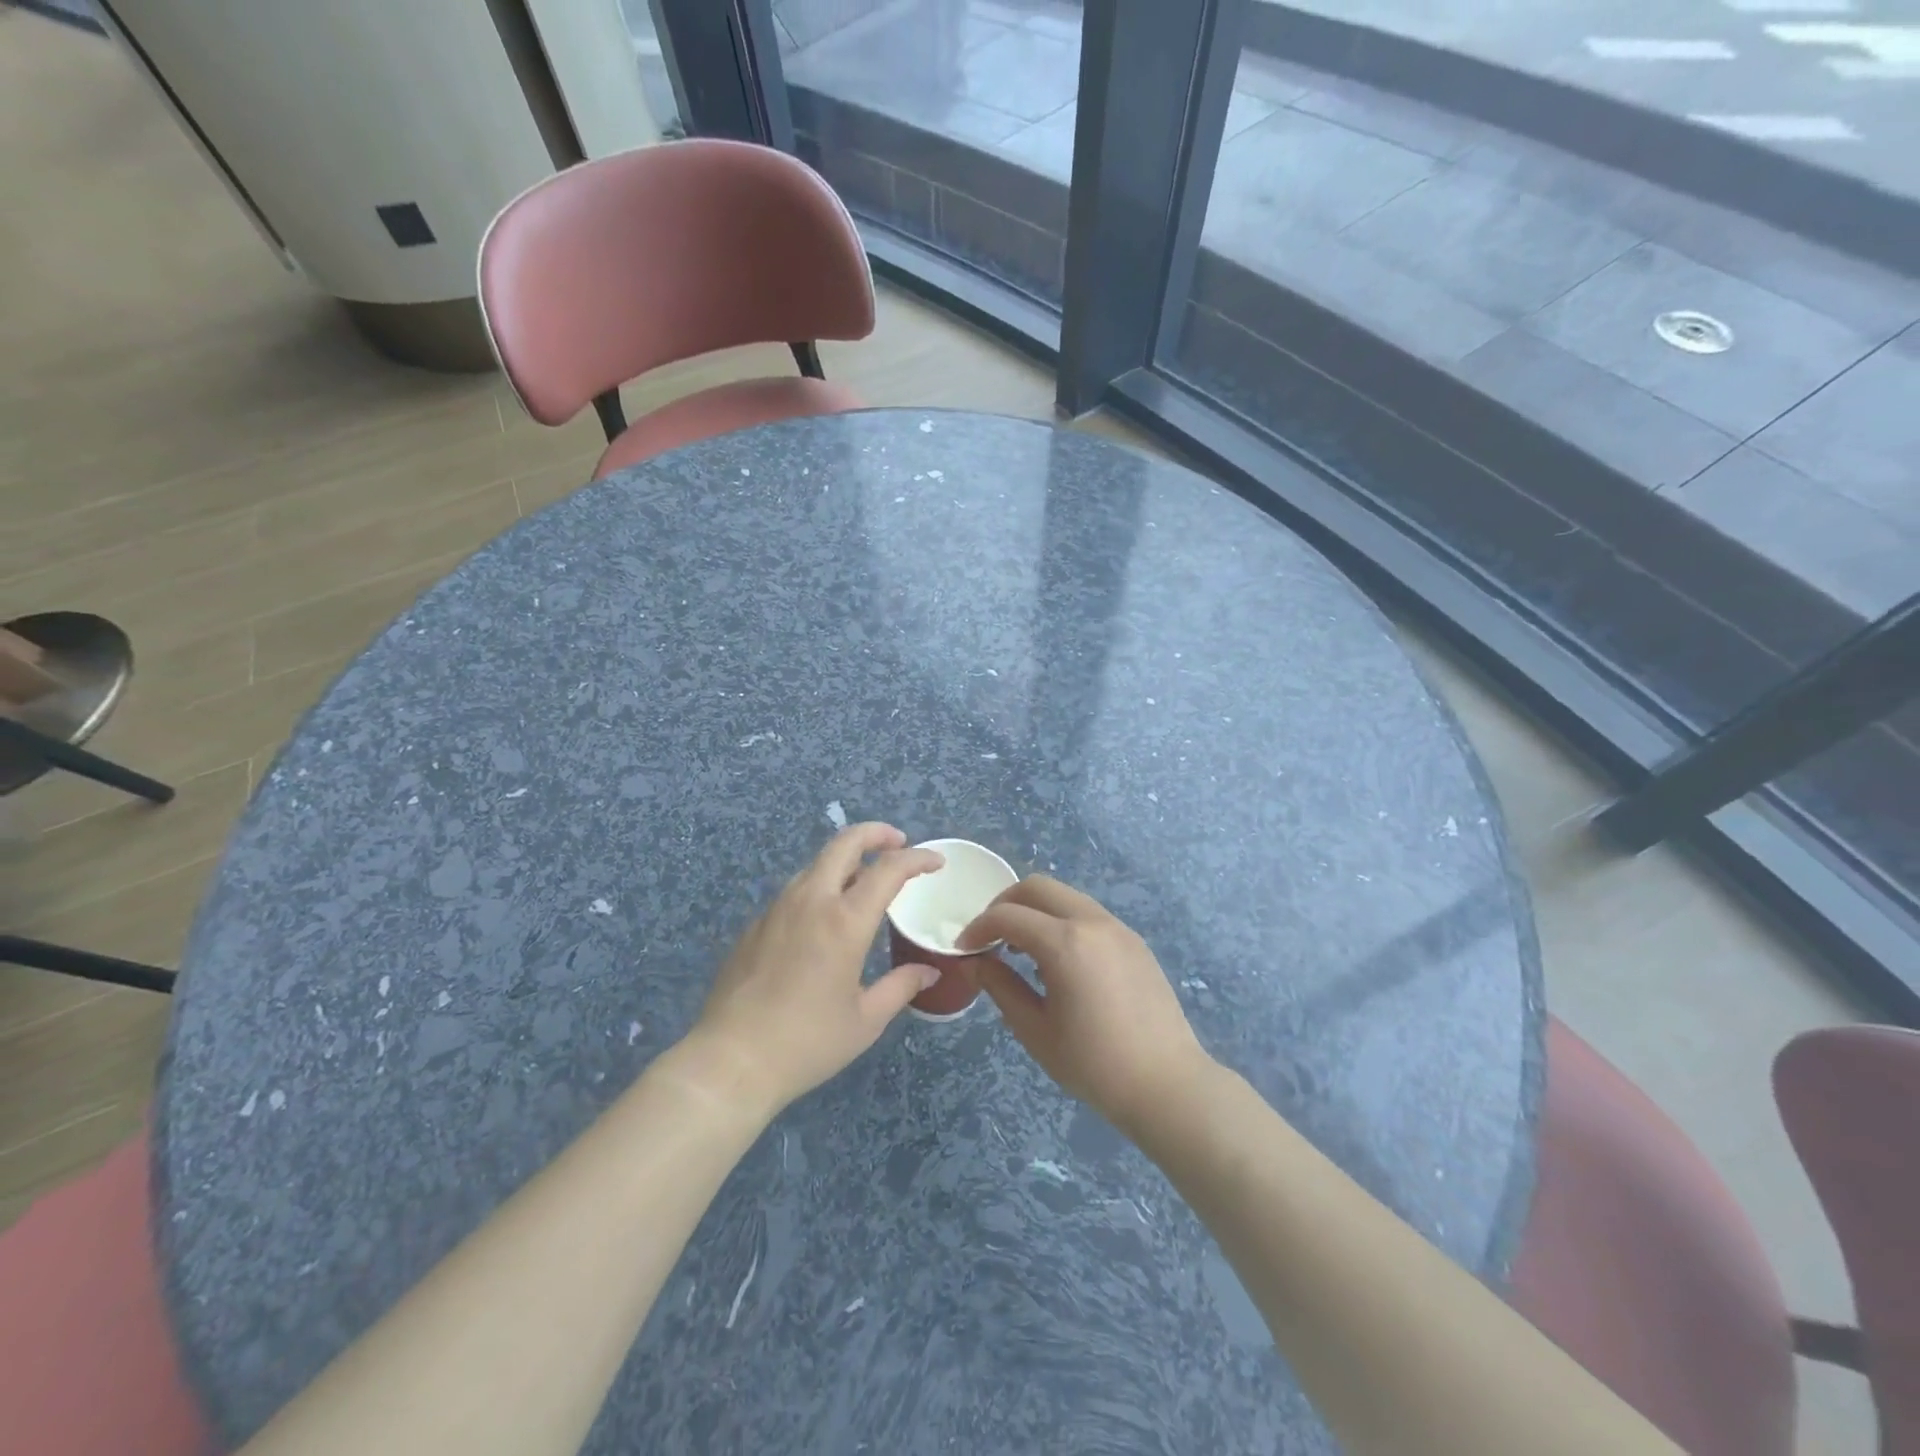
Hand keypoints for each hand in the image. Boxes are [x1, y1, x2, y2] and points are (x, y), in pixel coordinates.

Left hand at [687, 823, 942, 1114]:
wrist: (730, 1060)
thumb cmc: (807, 1042)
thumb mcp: (865, 1020)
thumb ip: (900, 987)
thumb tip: (928, 972)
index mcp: (844, 921)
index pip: (888, 869)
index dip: (917, 858)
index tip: (936, 862)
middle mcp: (811, 901)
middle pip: (845, 843)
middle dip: (876, 834)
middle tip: (899, 843)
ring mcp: (777, 908)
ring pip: (816, 864)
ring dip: (846, 860)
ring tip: (865, 880)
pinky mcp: (755, 924)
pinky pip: (795, 891)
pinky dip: (820, 887)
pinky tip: (824, 918)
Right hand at [963, 876, 1210, 1136]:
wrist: (1167, 1084)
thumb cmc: (1093, 1064)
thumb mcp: (1035, 1030)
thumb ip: (1000, 987)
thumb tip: (975, 963)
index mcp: (1065, 943)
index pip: (1008, 915)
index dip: (978, 927)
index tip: (964, 949)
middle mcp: (1092, 922)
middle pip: (1037, 887)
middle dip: (1005, 904)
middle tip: (989, 936)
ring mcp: (1118, 928)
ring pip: (1065, 896)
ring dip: (1036, 910)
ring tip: (1021, 950)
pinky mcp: (1134, 941)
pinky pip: (1088, 914)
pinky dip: (1062, 921)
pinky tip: (1058, 961)